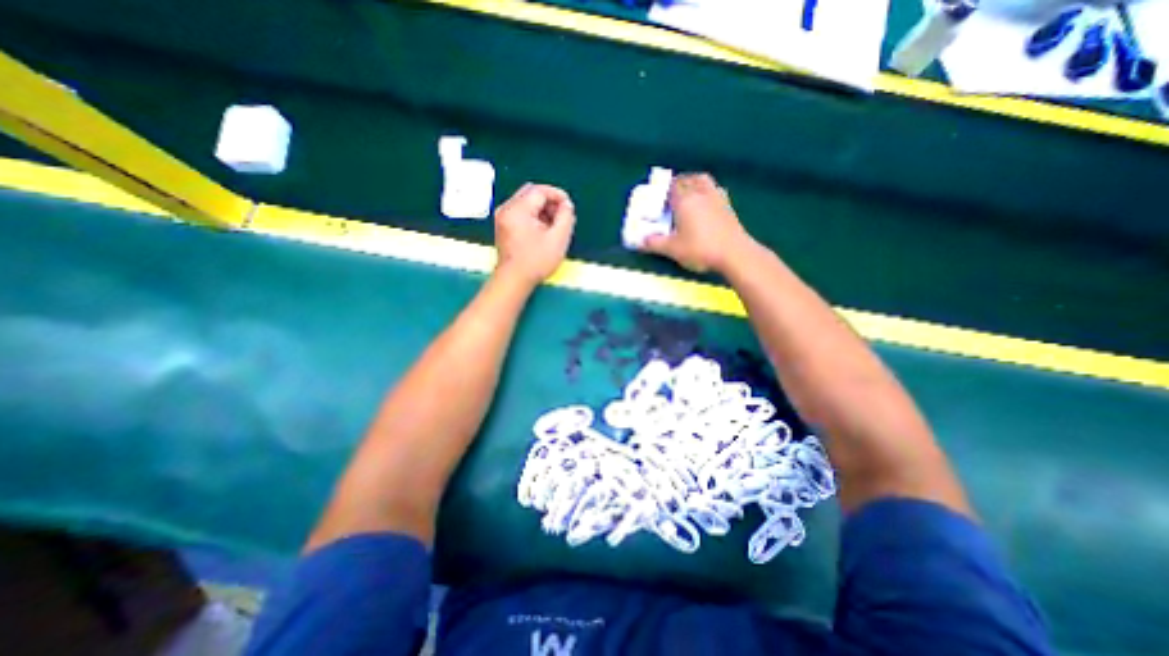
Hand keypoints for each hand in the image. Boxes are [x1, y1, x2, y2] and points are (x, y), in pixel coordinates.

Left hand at [496, 184, 577, 285]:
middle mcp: (507, 208)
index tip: (569, 206)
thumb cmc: (536, 261)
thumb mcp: (558, 239)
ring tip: (554, 225)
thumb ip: (566, 217)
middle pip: (531, 192)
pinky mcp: (502, 225)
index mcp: (518, 209)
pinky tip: (542, 230)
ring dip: (541, 208)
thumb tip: (567, 205)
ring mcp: (502, 216)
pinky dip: (533, 215)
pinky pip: (520, 211)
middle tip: (562, 215)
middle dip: (549, 201)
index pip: (540, 190)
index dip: (557, 195)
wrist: (514, 280)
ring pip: (525, 201)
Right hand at [643, 172, 753, 271]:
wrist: (734, 254)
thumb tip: (642, 241)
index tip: (659, 198)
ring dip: (695, 183)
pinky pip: (715, 191)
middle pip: (689, 178)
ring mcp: (717, 198)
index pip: (672, 186)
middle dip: (679, 183)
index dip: (664, 189)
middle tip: (672, 194)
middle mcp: (701, 194)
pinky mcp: (728, 207)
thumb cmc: (700, 249)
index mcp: (685, 201)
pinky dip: (708, 193)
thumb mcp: (672, 249)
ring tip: (689, 195)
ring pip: (705, 181)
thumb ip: (655, 243)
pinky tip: (706, 205)